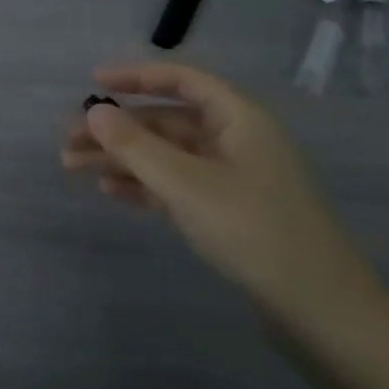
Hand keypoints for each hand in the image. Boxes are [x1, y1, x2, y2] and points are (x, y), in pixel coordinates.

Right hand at [62, 62, 383, 326]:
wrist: (320, 311)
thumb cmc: (254, 231)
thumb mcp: (186, 184)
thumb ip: (136, 146)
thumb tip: (94, 111)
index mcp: (238, 119)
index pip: (181, 81)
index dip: (135, 77)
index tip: (92, 83)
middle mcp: (235, 141)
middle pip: (165, 121)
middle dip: (116, 128)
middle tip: (68, 139)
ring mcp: (232, 178)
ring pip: (165, 155)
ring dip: (121, 158)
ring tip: (74, 166)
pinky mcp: (227, 212)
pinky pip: (175, 185)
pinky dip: (143, 184)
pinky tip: (110, 191)